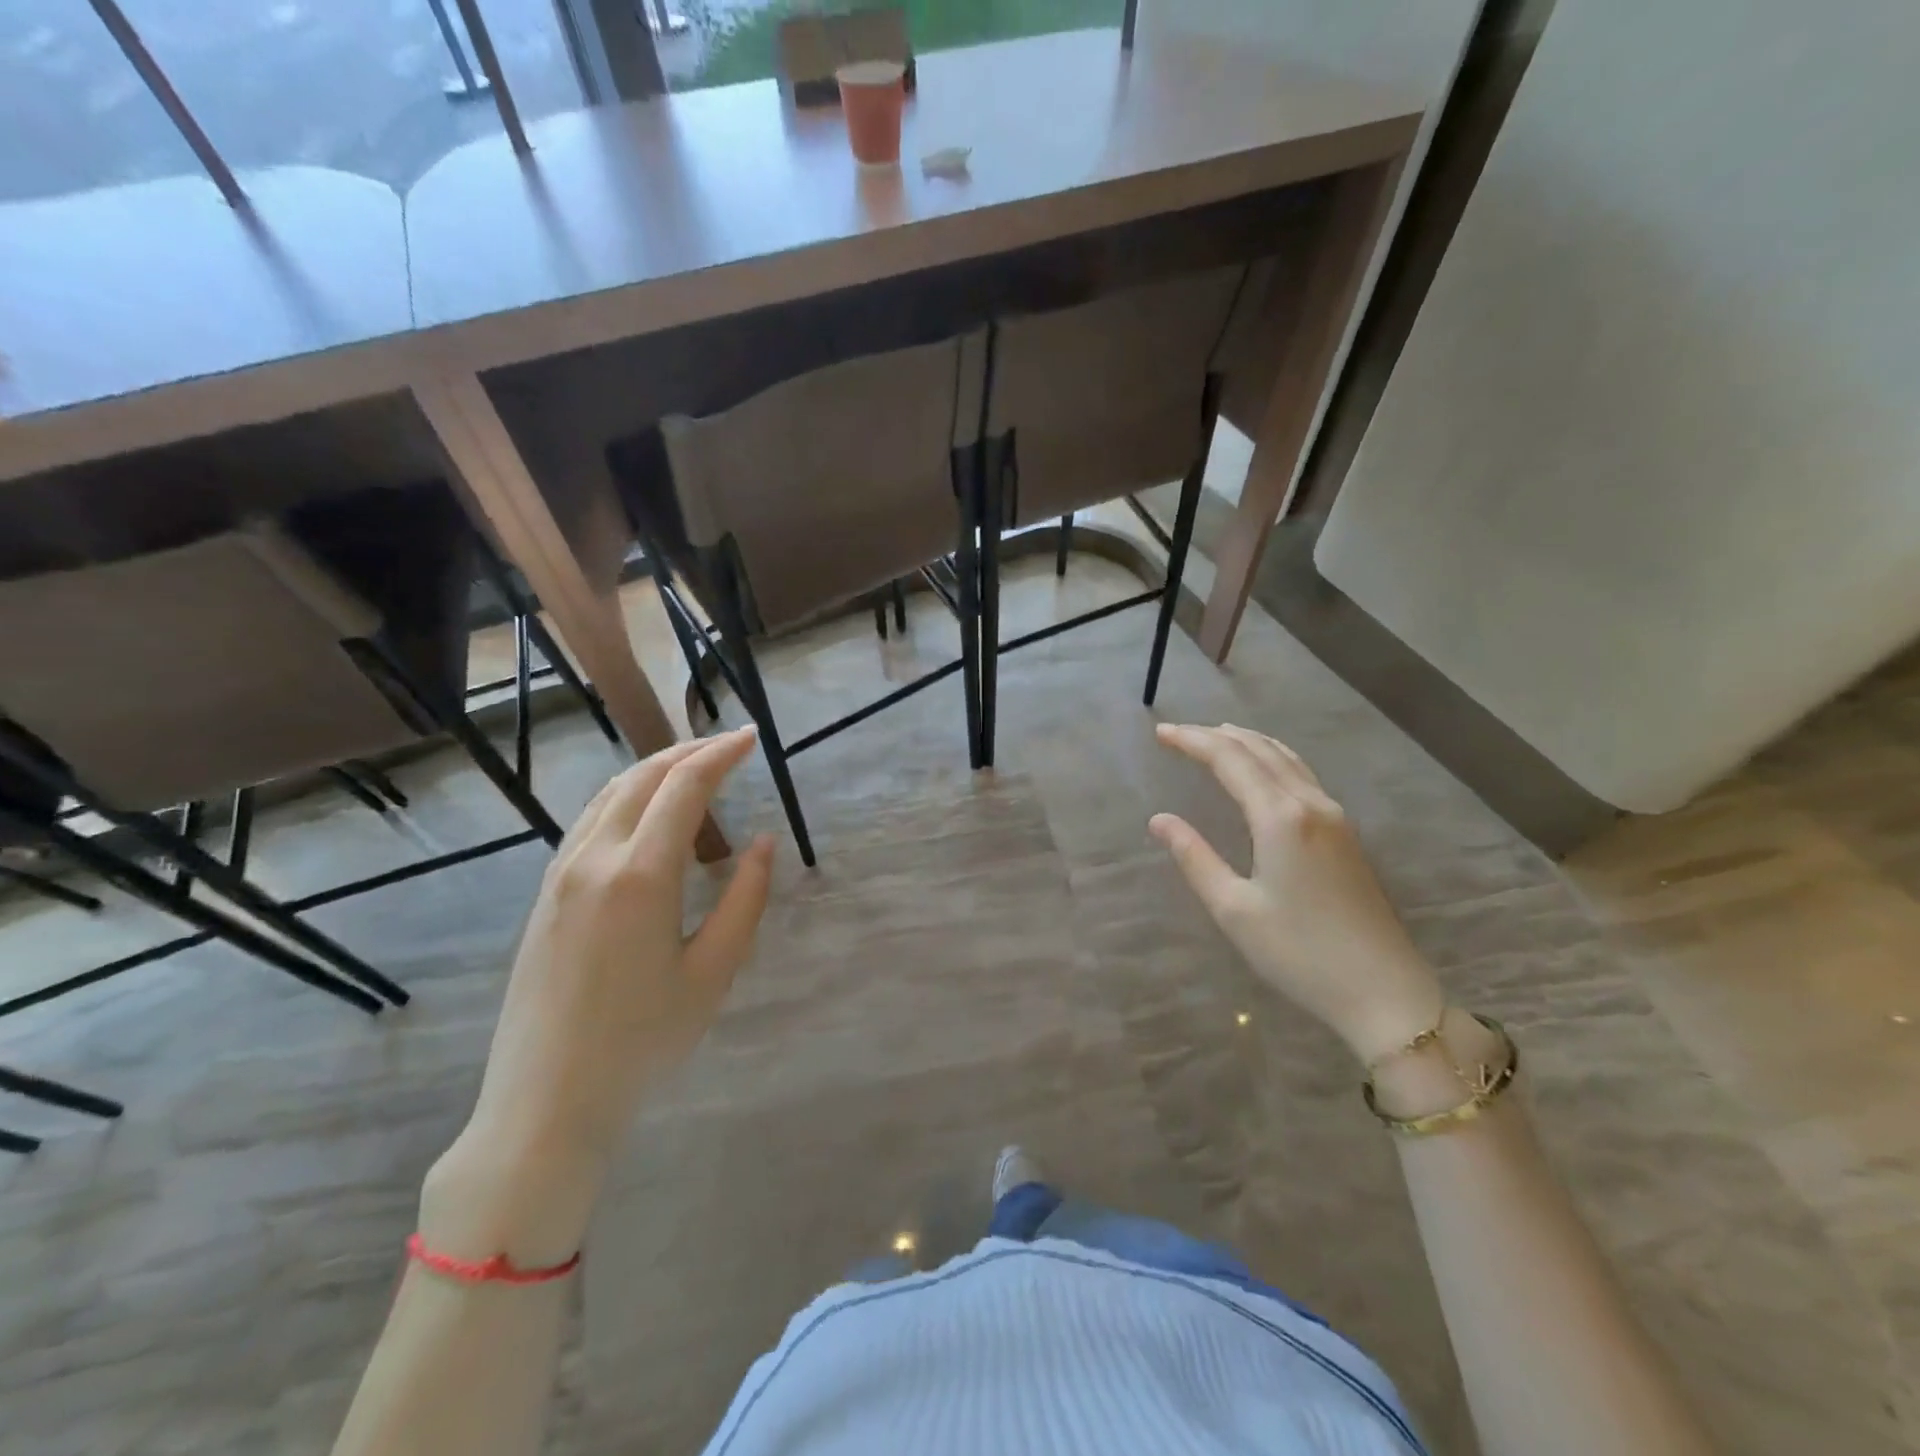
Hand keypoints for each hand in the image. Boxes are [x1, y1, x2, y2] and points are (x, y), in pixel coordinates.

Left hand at [425, 729, 772, 1261]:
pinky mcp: (546, 894)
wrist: (547, 1100)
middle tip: (728, 745)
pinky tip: (645, 813)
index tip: (750, 738)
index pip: (684, 787)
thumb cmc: (644, 1040)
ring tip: (692, 768)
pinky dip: (626, 797)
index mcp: (640, 875)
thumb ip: (744, 898)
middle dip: (689, 751)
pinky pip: (589, 821)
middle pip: (643, 778)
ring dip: (654, 770)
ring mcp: (561, 874)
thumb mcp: (713, 971)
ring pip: (609, 794)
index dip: (721, 754)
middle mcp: (594, 859)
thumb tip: (762, 843)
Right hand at [1149, 723, 1442, 1065]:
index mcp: (1280, 818)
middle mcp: (1310, 804)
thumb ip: (1195, 858)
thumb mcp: (1234, 909)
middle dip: (1215, 735)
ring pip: (1286, 758)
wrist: (1384, 992)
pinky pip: (1302, 775)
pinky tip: (1263, 770)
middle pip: (1259, 750)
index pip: (1230, 760)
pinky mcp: (1345, 834)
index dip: (1192, 741)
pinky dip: (1272, 758)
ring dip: (1247, 742)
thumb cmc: (1300, 954)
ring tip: (1216, 736)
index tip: (1160, 733)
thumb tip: (1160, 819)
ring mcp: (1334, 817)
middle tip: (1177, 733)